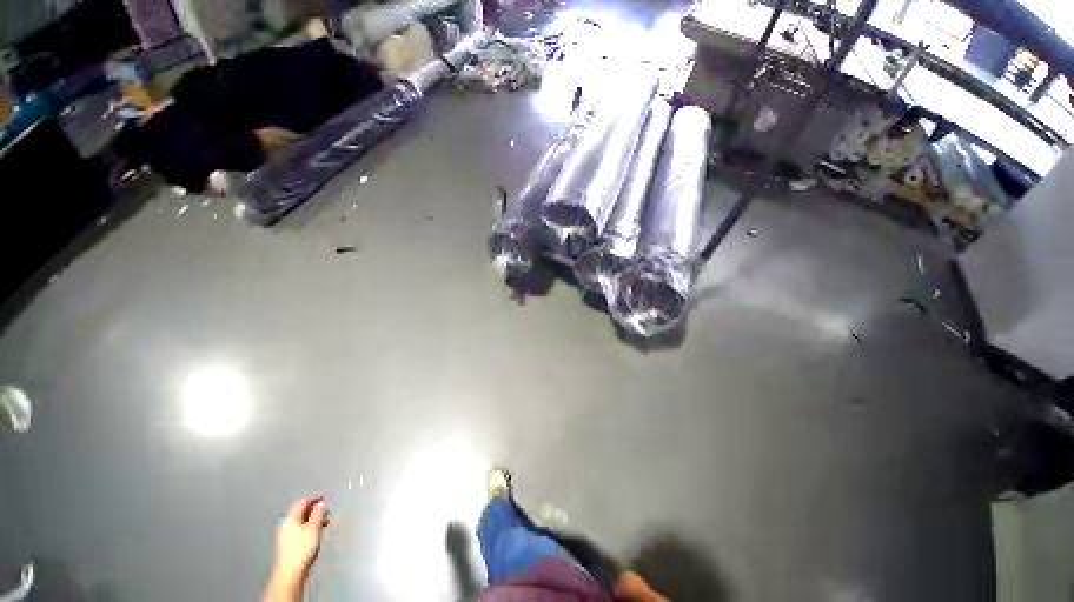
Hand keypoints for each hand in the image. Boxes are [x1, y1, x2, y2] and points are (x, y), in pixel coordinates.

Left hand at [264, 495, 329, 601]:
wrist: (290, 573)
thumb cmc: (301, 550)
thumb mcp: (314, 528)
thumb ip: (318, 514)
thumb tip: (321, 504)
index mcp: (290, 519)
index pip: (302, 502)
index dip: (314, 497)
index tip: (324, 496)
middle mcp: (285, 525)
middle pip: (300, 511)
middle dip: (314, 509)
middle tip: (326, 509)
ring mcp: (285, 535)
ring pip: (300, 520)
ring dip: (313, 518)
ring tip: (324, 521)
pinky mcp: (287, 544)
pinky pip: (299, 529)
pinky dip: (309, 526)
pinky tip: (315, 532)